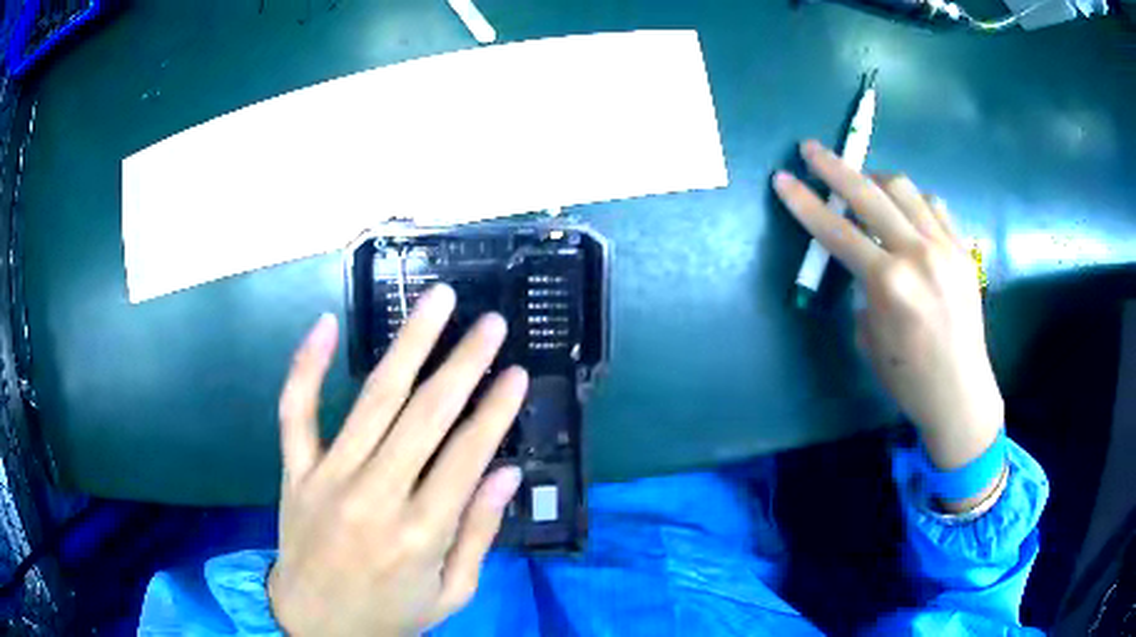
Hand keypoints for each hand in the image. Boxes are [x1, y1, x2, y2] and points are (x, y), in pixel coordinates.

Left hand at [268, 284, 527, 636]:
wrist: (315, 626)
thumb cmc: (390, 614)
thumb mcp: (450, 593)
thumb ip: (478, 534)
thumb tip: (508, 473)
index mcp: (419, 535)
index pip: (466, 457)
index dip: (495, 411)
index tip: (517, 373)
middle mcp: (374, 497)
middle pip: (425, 416)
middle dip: (463, 364)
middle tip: (490, 324)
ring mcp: (327, 478)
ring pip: (372, 400)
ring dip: (409, 345)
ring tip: (437, 302)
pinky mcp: (294, 471)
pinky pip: (296, 411)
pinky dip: (308, 366)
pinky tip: (327, 324)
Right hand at [773, 141, 1003, 501]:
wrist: (961, 392)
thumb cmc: (908, 377)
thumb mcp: (870, 336)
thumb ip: (864, 288)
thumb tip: (865, 261)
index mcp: (889, 283)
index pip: (836, 230)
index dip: (804, 202)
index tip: (782, 179)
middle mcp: (918, 254)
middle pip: (869, 193)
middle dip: (834, 167)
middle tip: (811, 150)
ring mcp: (945, 247)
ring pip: (904, 189)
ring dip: (876, 179)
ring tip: (864, 184)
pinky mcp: (963, 249)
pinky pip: (934, 206)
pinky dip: (913, 201)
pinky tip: (905, 212)